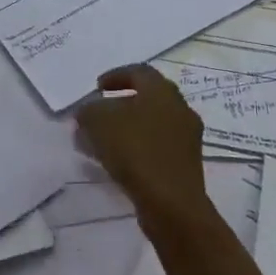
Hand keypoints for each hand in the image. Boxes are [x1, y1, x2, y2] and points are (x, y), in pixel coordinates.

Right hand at [74, 65, 208, 218]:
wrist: (171, 202)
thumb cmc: (135, 151)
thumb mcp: (98, 122)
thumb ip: (89, 110)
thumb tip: (89, 111)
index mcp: (163, 91)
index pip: (140, 72)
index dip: (116, 75)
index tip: (97, 87)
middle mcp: (180, 109)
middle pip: (148, 98)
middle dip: (121, 104)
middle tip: (99, 113)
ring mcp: (187, 138)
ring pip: (152, 124)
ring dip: (127, 128)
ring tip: (102, 141)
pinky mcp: (186, 164)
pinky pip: (157, 147)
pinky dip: (137, 148)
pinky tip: (118, 162)